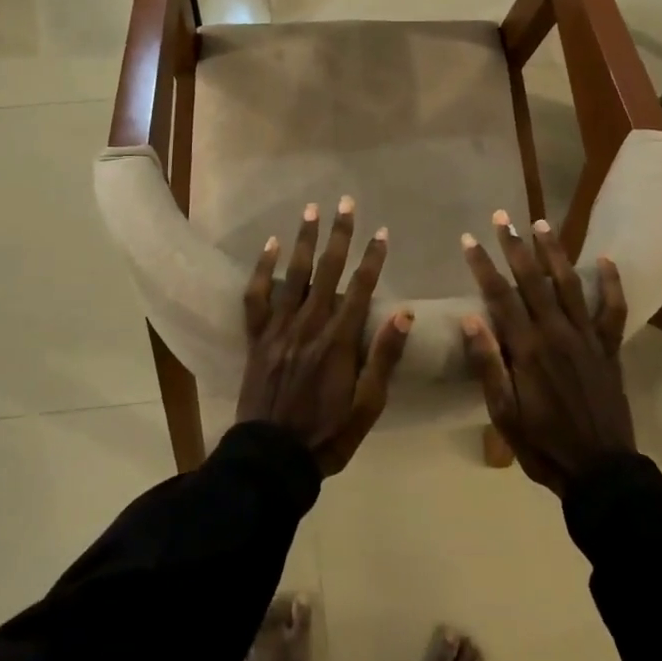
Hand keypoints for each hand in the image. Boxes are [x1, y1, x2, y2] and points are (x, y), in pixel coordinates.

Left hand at [239, 196, 412, 474]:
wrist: (271, 458)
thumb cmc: (327, 434)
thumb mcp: (368, 406)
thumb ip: (384, 357)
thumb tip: (404, 312)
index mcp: (339, 341)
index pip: (361, 289)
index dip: (372, 258)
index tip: (382, 231)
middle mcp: (309, 325)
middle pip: (327, 271)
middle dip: (339, 235)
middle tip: (346, 202)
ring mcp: (279, 329)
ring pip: (293, 275)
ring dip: (304, 240)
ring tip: (311, 210)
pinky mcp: (257, 337)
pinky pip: (256, 296)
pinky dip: (262, 269)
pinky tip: (270, 245)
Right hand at [459, 211, 634, 494]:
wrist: (601, 471)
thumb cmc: (543, 444)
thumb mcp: (504, 414)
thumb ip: (488, 365)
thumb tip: (470, 318)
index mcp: (527, 349)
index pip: (499, 296)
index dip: (483, 265)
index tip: (468, 240)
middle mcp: (557, 333)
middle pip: (533, 280)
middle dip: (514, 246)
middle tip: (501, 217)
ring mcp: (587, 338)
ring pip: (569, 284)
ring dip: (554, 252)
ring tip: (541, 224)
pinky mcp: (609, 348)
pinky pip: (612, 310)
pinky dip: (611, 284)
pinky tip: (605, 259)